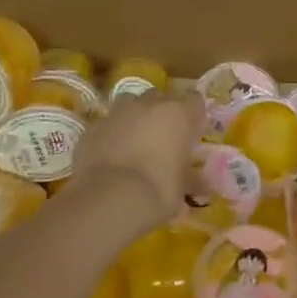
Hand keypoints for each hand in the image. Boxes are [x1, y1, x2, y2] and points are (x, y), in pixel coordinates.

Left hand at [73, 89, 202, 227]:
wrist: (109, 200)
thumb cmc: (158, 191)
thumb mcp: (183, 188)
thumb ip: (193, 178)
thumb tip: (204, 183)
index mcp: (177, 113)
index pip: (195, 100)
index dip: (194, 116)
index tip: (193, 134)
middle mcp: (148, 104)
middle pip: (161, 98)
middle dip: (163, 114)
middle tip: (164, 140)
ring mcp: (117, 112)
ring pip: (131, 104)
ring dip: (136, 118)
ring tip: (136, 143)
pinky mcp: (92, 127)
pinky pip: (108, 125)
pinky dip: (112, 135)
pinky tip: (112, 156)